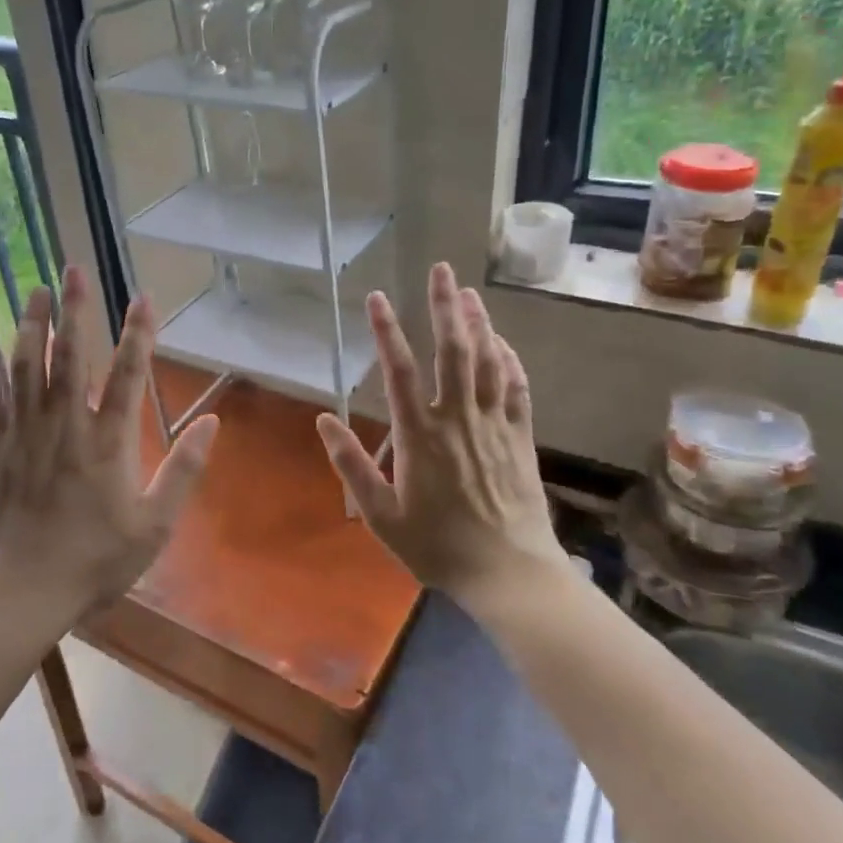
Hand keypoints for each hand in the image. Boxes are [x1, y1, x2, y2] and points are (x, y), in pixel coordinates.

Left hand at [0, 265, 218, 614]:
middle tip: (73, 270)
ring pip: (27, 369)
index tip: (142, 297)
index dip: (137, 334)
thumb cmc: (94, 561)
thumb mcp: (155, 525)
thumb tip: (211, 423)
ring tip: (35, 291)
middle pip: (70, 357)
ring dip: (32, 327)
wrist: (20, 591)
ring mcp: (25, 435)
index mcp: (108, 442)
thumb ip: (184, 471)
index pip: (127, 375)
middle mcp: (66, 426)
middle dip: (75, 311)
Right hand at [318, 263, 560, 607]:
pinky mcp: (519, 436)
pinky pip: (516, 388)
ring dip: (478, 323)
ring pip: (488, 361)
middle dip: (445, 307)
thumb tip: (323, 421)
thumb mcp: (381, 515)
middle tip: (442, 270)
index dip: (386, 331)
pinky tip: (502, 342)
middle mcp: (457, 418)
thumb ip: (351, 465)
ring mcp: (493, 424)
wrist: (507, 572)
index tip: (377, 297)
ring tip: (469, 293)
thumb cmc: (437, 546)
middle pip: (452, 351)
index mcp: (419, 435)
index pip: (398, 371)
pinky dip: (509, 359)